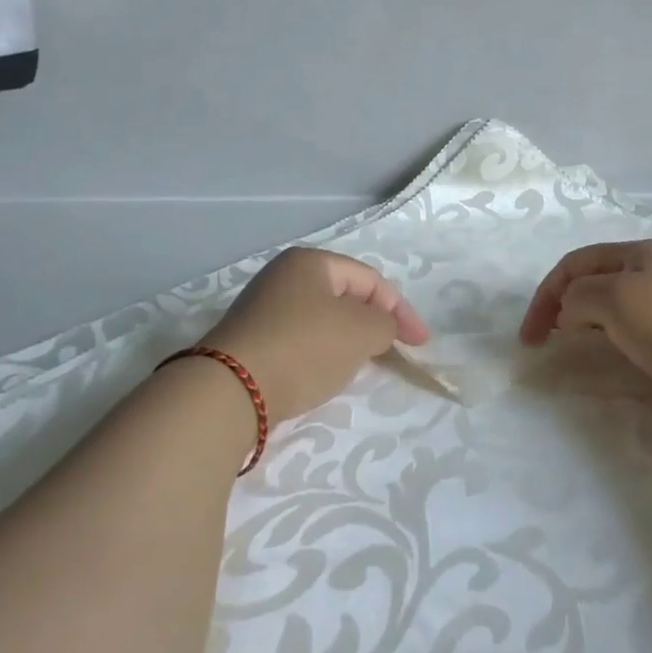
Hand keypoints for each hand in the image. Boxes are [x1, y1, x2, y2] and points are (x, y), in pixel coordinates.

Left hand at [201, 248, 429, 421]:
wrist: (230, 390)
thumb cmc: (304, 348)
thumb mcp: (362, 331)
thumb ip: (385, 323)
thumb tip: (378, 328)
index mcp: (311, 261)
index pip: (371, 279)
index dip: (401, 310)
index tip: (420, 344)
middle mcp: (283, 276)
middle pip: (345, 297)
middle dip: (373, 323)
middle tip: (392, 350)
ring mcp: (262, 308)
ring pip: (322, 319)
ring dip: (347, 339)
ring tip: (360, 364)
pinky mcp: (250, 340)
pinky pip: (300, 339)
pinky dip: (320, 353)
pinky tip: (322, 373)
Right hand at [520, 240, 651, 415]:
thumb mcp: (612, 299)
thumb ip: (578, 296)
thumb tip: (571, 312)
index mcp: (637, 250)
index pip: (574, 263)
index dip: (545, 294)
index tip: (530, 335)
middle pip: (593, 278)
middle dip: (564, 303)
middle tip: (546, 338)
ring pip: (613, 301)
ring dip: (586, 318)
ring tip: (573, 343)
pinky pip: (633, 322)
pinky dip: (610, 332)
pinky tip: (612, 348)